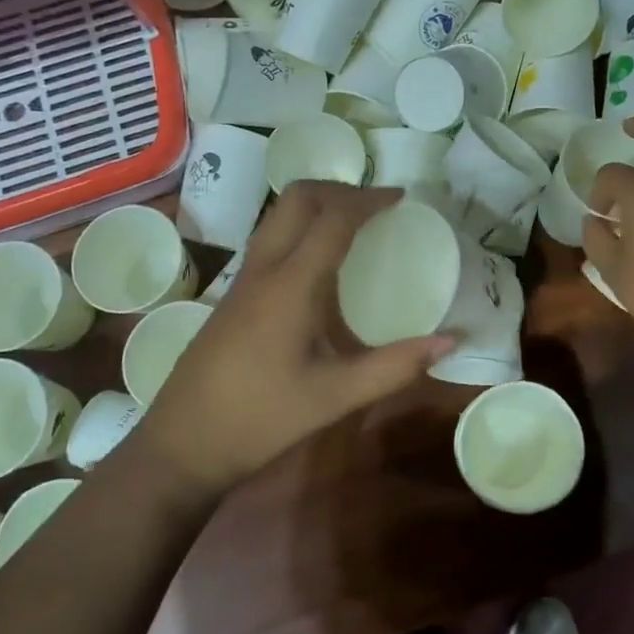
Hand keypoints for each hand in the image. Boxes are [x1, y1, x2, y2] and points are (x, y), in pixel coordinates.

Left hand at [138, 183, 454, 491]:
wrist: (181, 444)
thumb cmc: (260, 419)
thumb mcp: (335, 397)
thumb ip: (394, 367)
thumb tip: (452, 341)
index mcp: (291, 285)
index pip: (333, 218)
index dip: (368, 200)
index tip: (401, 197)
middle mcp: (263, 269)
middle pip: (297, 198)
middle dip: (339, 189)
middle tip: (376, 204)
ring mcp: (242, 280)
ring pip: (278, 215)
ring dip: (316, 204)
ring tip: (353, 223)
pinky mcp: (233, 295)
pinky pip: (270, 238)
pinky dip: (300, 228)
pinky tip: (320, 265)